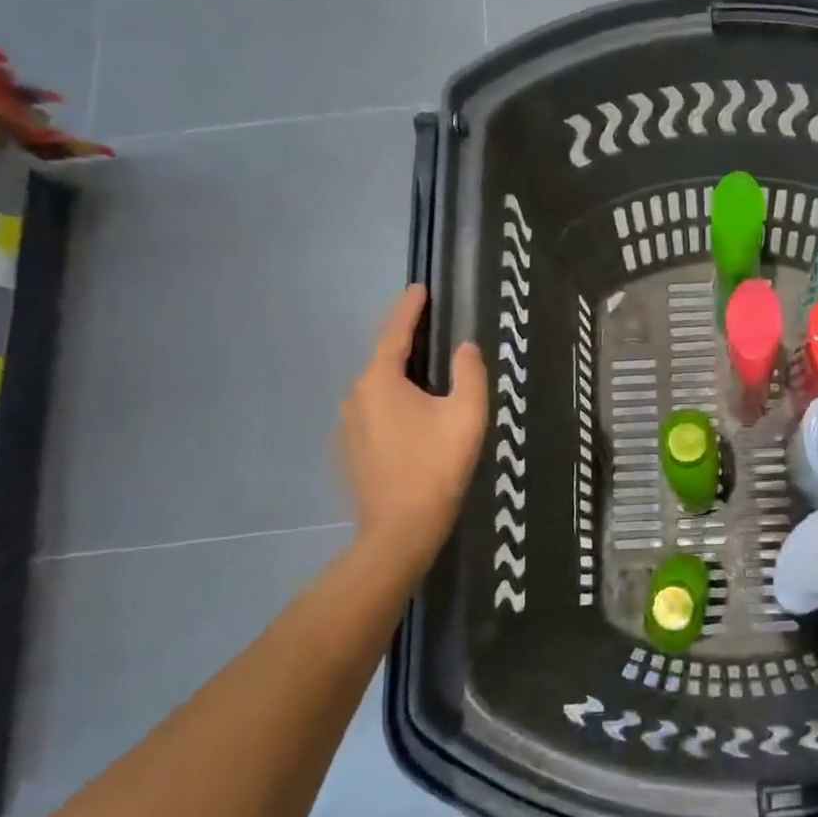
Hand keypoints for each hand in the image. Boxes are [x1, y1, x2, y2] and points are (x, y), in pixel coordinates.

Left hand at [341, 285, 487, 574]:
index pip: (395, 332)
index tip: (418, 288)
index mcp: (381, 380)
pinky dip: (393, 408)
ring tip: (428, 384)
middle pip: (384, 360)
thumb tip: (464, 348)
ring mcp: (348, 425)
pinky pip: (374, 414)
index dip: (409, 308)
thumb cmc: (437, 465)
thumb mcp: (467, 414)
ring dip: (401, 381)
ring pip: (378, 390)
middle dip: (407, 346)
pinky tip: (413, 424)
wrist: (401, 528)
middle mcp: (356, 395)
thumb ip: (469, 373)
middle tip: (431, 335)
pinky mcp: (349, 450)